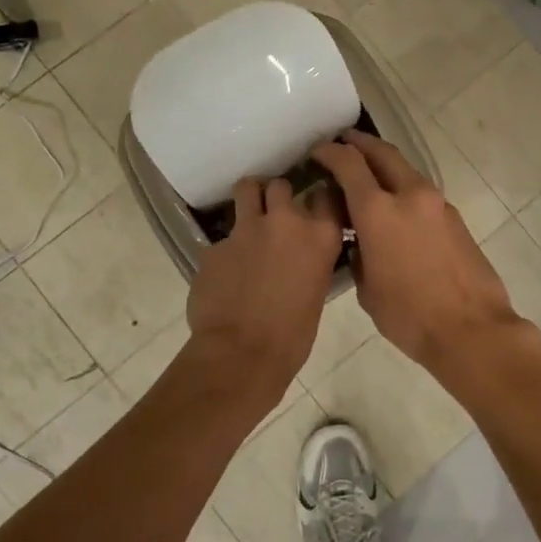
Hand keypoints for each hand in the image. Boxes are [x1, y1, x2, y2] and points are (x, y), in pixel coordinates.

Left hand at [186, 177, 343, 399]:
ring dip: (248, 199)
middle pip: (280, 186)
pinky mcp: (214, 245)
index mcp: (320, 236)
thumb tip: (300, 257)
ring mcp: (246, 229)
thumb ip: (311, 260)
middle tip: (275, 214)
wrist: (242, 355)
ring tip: (248, 218)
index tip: (314, 208)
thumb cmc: (293, 335)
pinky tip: (225, 274)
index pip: (326, 196)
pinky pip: (222, 238)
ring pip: (246, 189)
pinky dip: (225, 251)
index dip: (318, 200)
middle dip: (277, 196)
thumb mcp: (317, 290)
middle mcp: (286, 221)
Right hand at [311, 131, 523, 377]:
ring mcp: (437, 204)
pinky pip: (421, 192)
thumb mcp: (367, 289)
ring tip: (367, 176)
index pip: (349, 164)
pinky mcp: (455, 218)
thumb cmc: (409, 316)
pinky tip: (395, 209)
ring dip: (385, 166)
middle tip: (343, 142)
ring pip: (406, 171)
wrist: (472, 329)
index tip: (317, 151)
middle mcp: (409, 196)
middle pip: (383, 153)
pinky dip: (403, 189)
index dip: (330, 152)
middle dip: (360, 144)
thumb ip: (358, 254)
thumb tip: (361, 242)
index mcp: (379, 211)